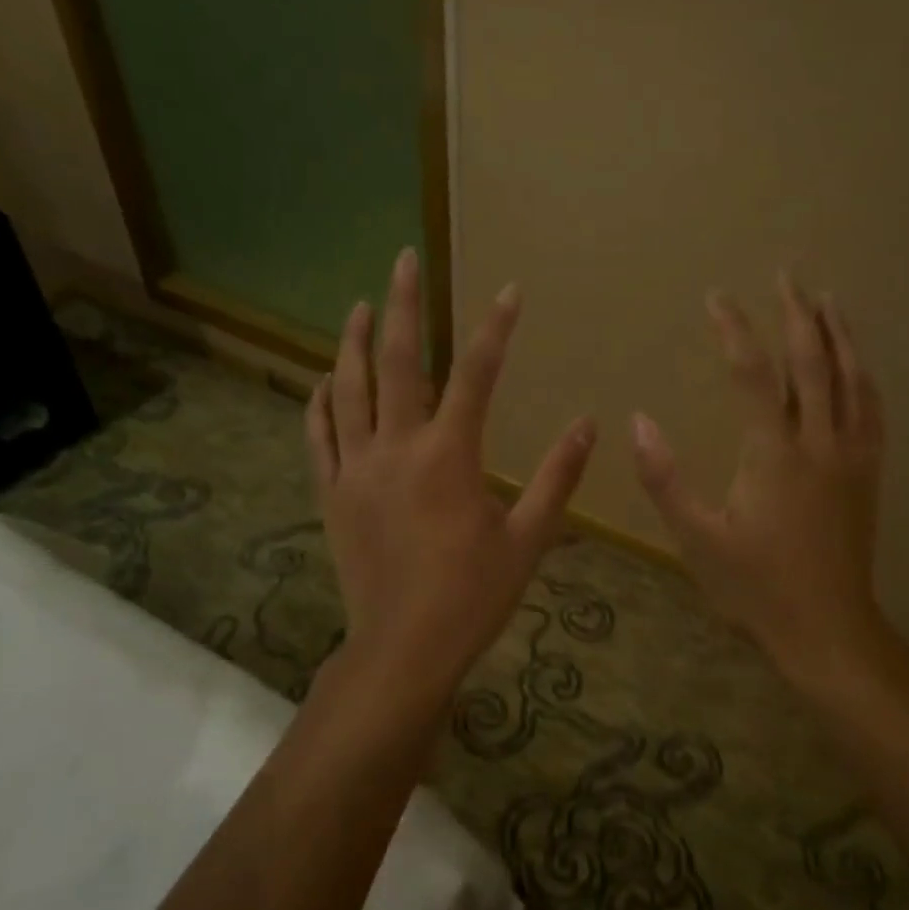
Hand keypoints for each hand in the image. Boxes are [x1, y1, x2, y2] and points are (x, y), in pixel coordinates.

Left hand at [306, 247, 596, 700]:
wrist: (403, 649)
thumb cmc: (472, 596)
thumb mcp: (529, 539)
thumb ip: (558, 478)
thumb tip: (589, 425)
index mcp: (449, 457)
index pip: (475, 375)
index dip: (494, 329)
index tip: (508, 291)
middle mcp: (396, 449)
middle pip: (397, 362)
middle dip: (403, 305)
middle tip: (404, 260)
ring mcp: (356, 469)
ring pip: (349, 390)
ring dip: (354, 342)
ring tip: (361, 305)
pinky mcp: (332, 494)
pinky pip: (319, 437)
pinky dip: (321, 403)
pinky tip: (323, 380)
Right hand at [632, 274, 885, 691]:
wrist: (828, 629)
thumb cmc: (756, 587)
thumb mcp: (697, 537)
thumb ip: (665, 477)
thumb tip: (637, 421)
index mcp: (774, 454)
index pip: (753, 374)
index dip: (735, 329)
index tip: (717, 298)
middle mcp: (820, 443)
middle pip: (813, 361)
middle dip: (798, 313)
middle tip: (786, 274)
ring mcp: (852, 456)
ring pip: (851, 378)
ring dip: (839, 334)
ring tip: (827, 300)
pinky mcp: (869, 474)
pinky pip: (872, 410)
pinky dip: (863, 376)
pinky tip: (859, 365)